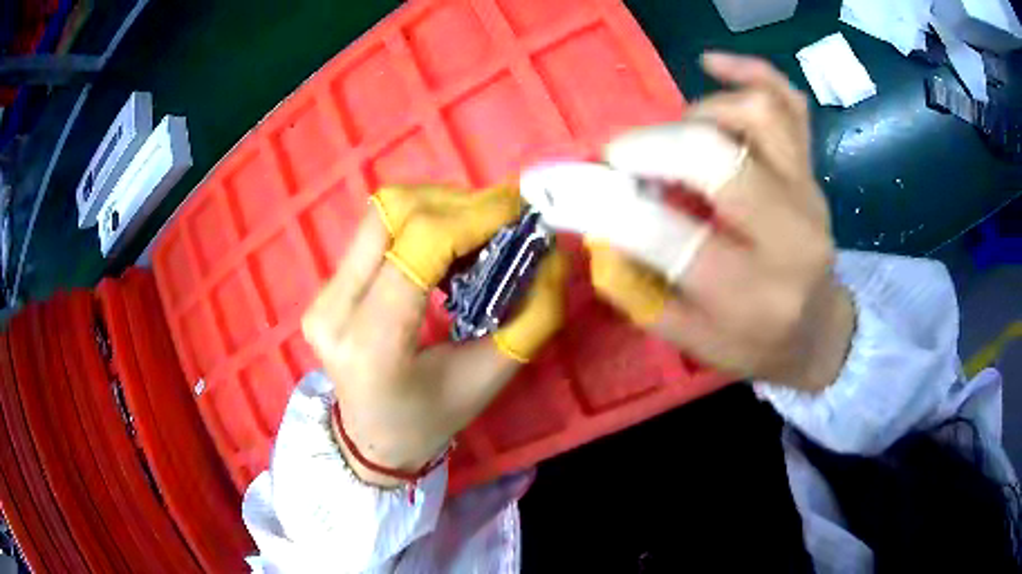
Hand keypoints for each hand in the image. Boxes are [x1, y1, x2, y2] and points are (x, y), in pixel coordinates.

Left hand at [301, 185, 566, 486]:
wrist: (371, 437)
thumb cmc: (432, 418)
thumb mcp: (491, 376)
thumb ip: (532, 315)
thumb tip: (551, 253)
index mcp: (373, 344)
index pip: (419, 246)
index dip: (473, 215)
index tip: (518, 210)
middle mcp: (335, 309)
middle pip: (393, 213)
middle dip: (457, 202)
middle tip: (502, 218)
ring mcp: (322, 294)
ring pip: (383, 213)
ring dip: (438, 206)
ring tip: (477, 230)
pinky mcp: (325, 285)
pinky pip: (376, 231)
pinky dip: (420, 223)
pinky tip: (446, 244)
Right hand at [590, 53, 854, 392]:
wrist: (818, 329)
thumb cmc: (754, 342)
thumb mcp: (691, 341)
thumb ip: (638, 290)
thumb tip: (596, 231)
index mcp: (750, 293)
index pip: (670, 237)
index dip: (609, 207)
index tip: (568, 191)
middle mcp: (787, 234)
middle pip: (716, 157)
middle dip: (650, 147)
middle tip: (619, 158)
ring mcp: (806, 192)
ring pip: (755, 115)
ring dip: (697, 114)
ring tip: (676, 139)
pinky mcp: (811, 169)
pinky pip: (789, 101)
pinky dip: (750, 72)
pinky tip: (711, 64)